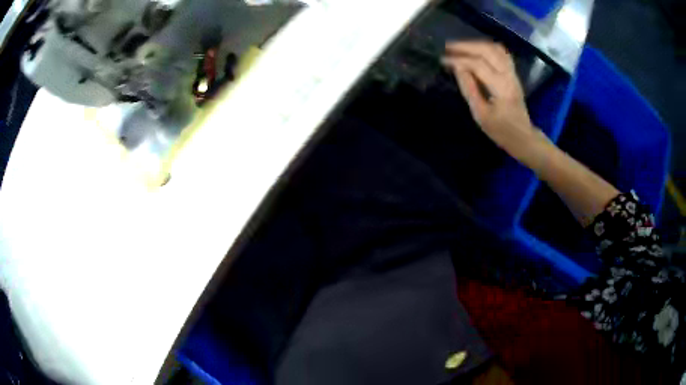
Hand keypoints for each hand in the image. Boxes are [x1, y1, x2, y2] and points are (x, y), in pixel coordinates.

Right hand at [442, 41, 547, 165]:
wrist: (524, 137)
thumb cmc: (501, 131)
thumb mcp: (481, 115)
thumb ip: (469, 89)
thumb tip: (457, 68)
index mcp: (501, 87)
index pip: (477, 65)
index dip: (458, 60)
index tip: (442, 59)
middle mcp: (508, 75)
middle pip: (487, 50)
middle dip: (466, 46)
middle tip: (448, 47)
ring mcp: (513, 73)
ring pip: (495, 48)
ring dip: (476, 44)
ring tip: (460, 47)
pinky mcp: (513, 74)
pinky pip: (501, 53)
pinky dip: (487, 47)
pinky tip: (476, 50)